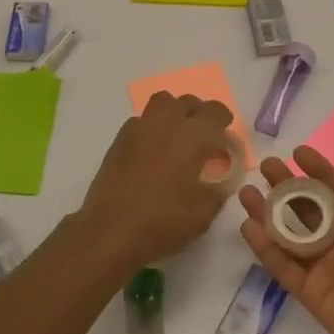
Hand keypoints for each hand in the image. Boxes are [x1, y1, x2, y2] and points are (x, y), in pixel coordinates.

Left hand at [75, 92, 237, 270]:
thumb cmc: (163, 221)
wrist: (110, 231)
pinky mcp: (118, 141)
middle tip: (201, 136)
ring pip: (160, 104)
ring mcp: (138, 129)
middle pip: (186, 102)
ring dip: (173, 114)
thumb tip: (219, 179)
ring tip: (176, 138)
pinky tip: (152, 152)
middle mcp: (166, 123)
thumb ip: (218, 189)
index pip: (214, 111)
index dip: (223, 119)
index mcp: (193, 136)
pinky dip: (151, 129)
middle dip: (197, 113)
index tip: (224, 135)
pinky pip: (140, 122)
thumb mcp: (204, 213)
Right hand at [239, 141, 333, 333]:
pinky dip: (266, 248)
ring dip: (269, 213)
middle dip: (287, 187)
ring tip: (246, 192)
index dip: (320, 171)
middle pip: (309, 208)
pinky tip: (249, 226)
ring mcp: (328, 269)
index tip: (298, 152)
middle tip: (266, 166)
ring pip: (291, 235)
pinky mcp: (313, 294)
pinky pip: (284, 266)